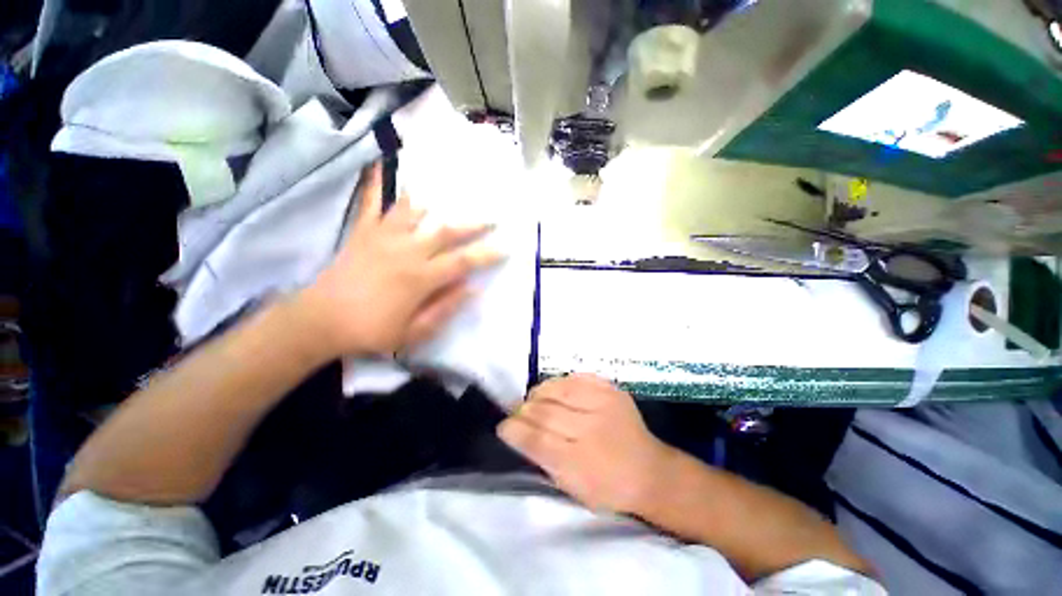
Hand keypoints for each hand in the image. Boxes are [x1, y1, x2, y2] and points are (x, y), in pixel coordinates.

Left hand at [297, 163, 500, 357]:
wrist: (320, 321)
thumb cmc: (370, 331)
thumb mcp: (413, 332)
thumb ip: (445, 308)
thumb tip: (472, 289)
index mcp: (421, 277)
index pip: (463, 262)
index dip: (487, 254)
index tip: (506, 247)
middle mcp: (407, 251)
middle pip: (446, 232)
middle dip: (472, 225)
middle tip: (492, 218)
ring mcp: (383, 238)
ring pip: (414, 213)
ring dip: (435, 204)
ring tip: (449, 196)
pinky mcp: (362, 233)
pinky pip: (370, 204)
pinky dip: (374, 185)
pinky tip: (378, 165)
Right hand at [498, 374, 672, 514]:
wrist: (649, 471)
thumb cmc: (607, 487)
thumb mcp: (572, 487)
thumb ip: (543, 459)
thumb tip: (518, 433)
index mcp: (579, 463)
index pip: (536, 439)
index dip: (514, 430)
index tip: (503, 426)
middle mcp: (591, 430)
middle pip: (545, 411)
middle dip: (523, 410)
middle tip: (517, 412)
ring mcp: (603, 405)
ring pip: (558, 389)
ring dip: (539, 393)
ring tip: (534, 399)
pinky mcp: (611, 389)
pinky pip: (576, 377)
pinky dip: (560, 382)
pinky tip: (555, 390)